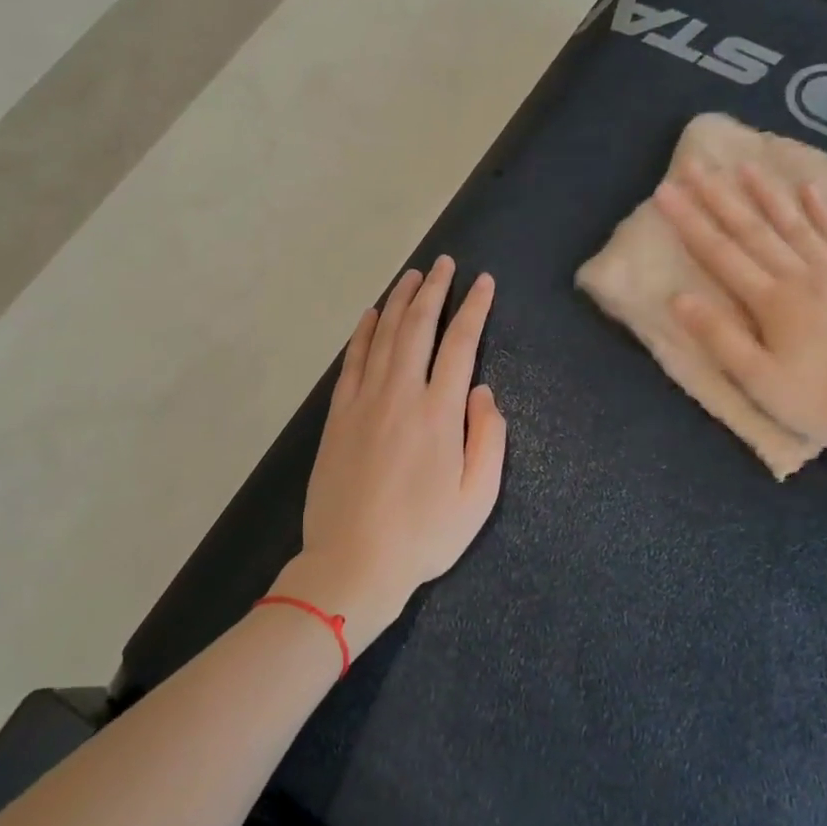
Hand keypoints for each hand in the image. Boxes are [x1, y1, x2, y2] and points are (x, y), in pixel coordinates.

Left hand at [273, 257, 505, 654]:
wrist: (353, 562)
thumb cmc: (424, 536)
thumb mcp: (478, 497)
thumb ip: (488, 439)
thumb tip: (484, 392)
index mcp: (440, 413)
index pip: (461, 345)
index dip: (473, 309)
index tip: (483, 283)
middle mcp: (401, 395)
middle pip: (418, 328)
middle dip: (434, 290)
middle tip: (445, 264)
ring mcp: (364, 402)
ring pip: (384, 336)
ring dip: (400, 301)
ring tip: (412, 275)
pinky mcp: (338, 416)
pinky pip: (352, 361)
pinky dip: (364, 333)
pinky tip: (372, 316)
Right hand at [653, 162, 826, 460]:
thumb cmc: (823, 402)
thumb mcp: (760, 381)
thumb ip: (720, 337)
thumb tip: (679, 298)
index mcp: (773, 301)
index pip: (721, 253)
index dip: (690, 221)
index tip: (666, 190)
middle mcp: (804, 275)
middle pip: (754, 229)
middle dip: (720, 196)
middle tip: (697, 165)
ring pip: (797, 223)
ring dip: (769, 194)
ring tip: (746, 166)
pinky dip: (825, 211)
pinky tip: (812, 190)